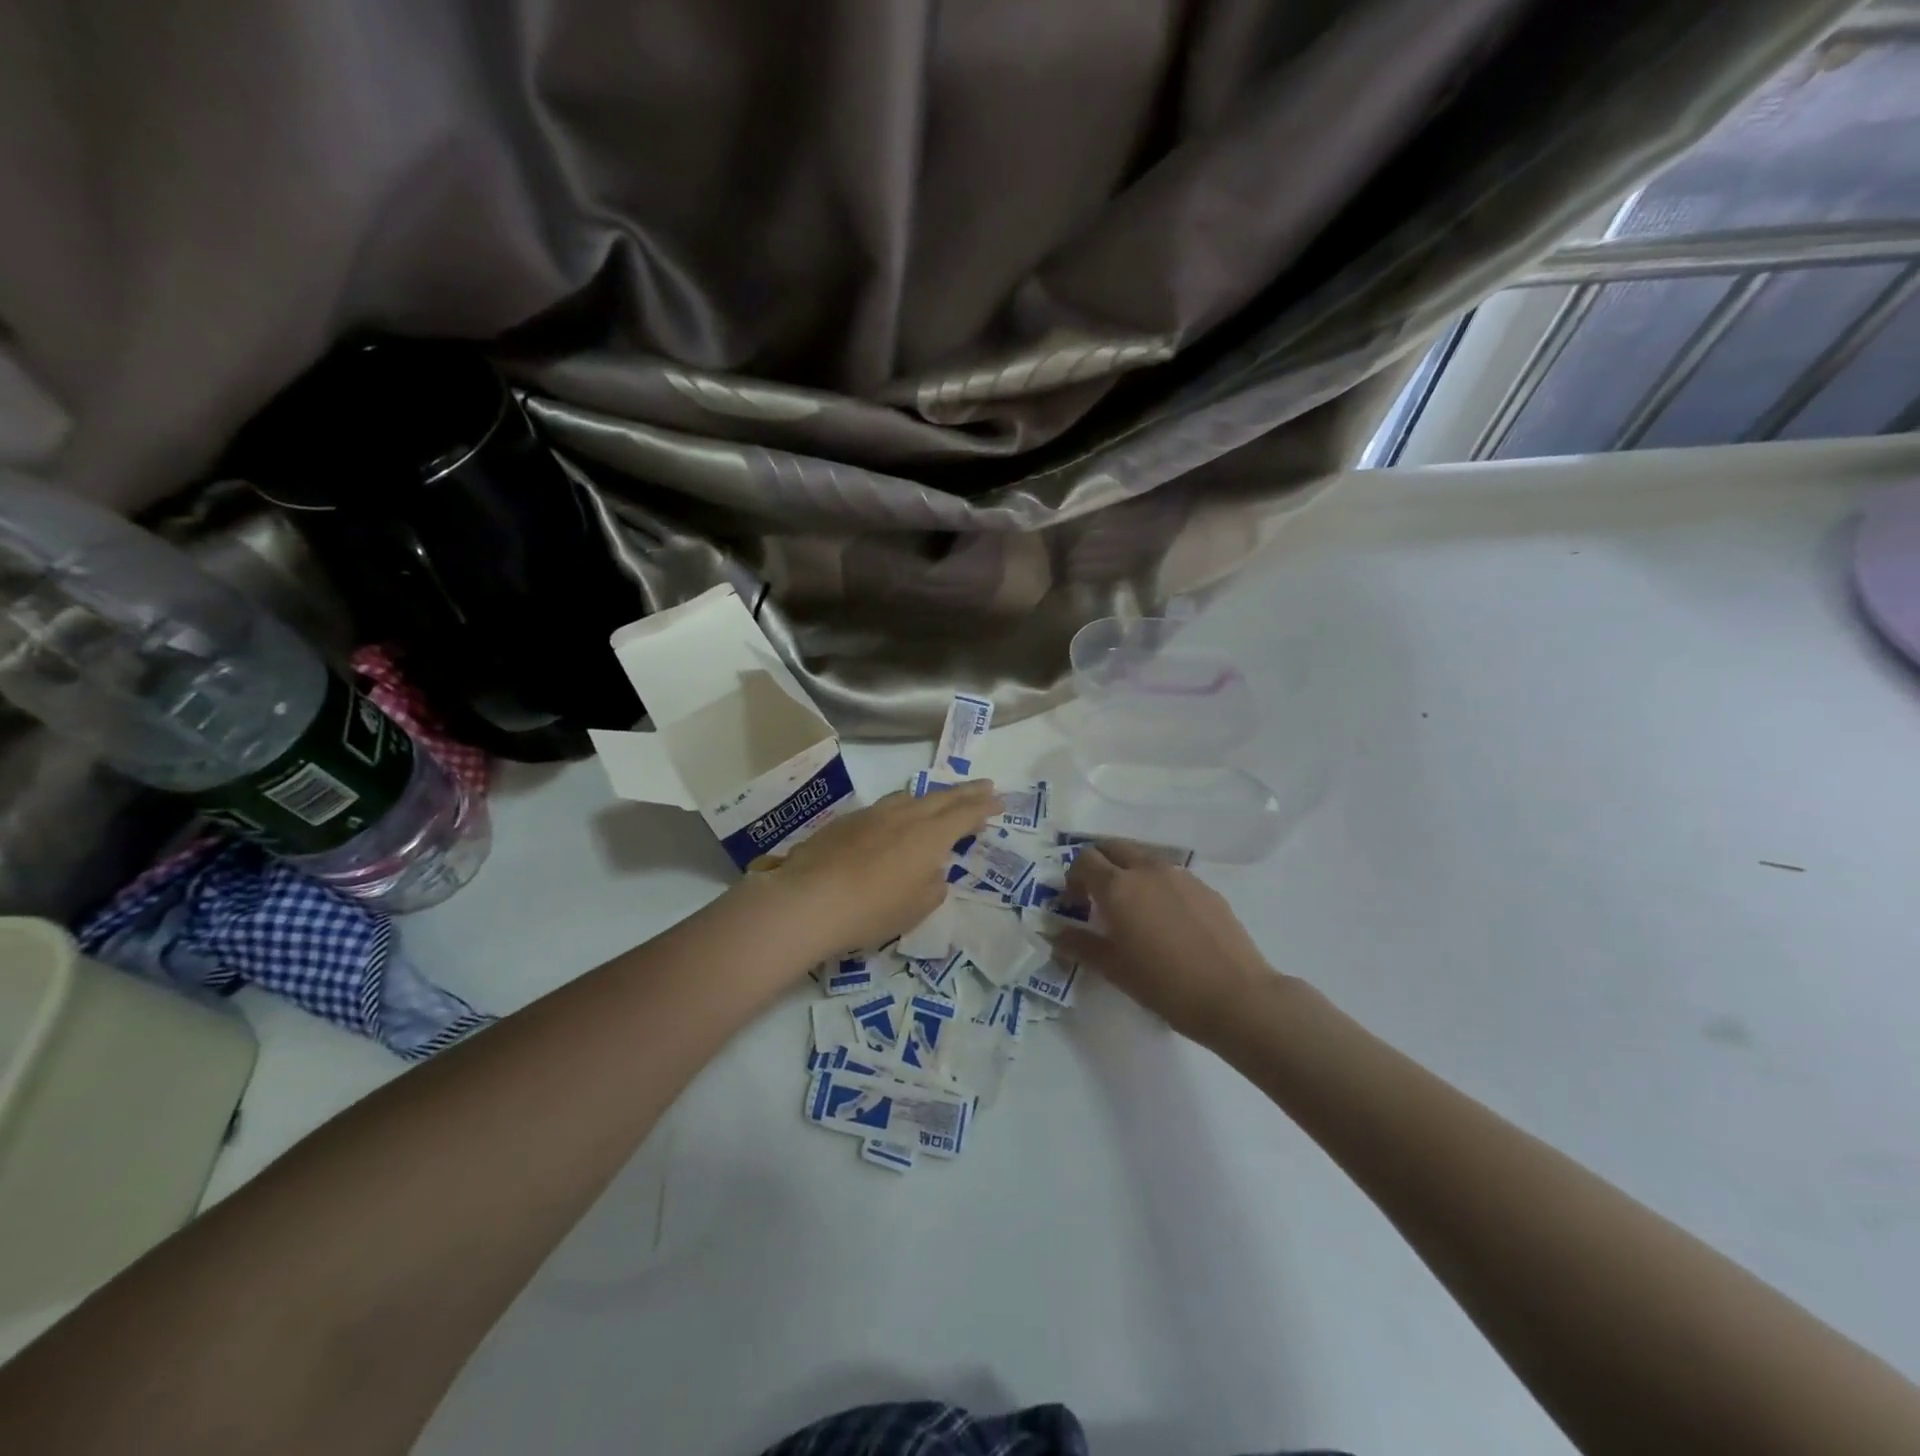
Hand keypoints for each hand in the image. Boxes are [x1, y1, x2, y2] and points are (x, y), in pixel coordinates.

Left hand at [761, 781, 998, 954]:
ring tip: (940, 800)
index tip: (1000, 801)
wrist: (810, 900)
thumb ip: (933, 885)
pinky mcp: (846, 821)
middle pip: (942, 797)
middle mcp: (905, 815)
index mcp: (930, 835)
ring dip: (931, 797)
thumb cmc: (873, 909)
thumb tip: (932, 871)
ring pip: (909, 797)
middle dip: (966, 792)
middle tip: (985, 785)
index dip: (985, 807)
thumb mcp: (917, 907)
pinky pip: (883, 808)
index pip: (966, 814)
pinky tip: (894, 821)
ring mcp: (873, 814)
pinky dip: (900, 810)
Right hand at [1052, 842, 1281, 1043]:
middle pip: (1113, 847)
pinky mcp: (1205, 888)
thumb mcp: (1114, 969)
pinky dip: (1157, 885)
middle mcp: (1147, 870)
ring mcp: (1180, 875)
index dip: (1073, 878)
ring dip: (1129, 872)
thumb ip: (1079, 945)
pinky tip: (1167, 921)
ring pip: (1144, 858)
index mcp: (1119, 887)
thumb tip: (1053, 933)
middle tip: (1097, 896)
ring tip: (1133, 909)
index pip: (1084, 860)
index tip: (1075, 905)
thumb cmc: (1165, 985)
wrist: (1235, 996)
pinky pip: (1170, 875)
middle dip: (1099, 864)